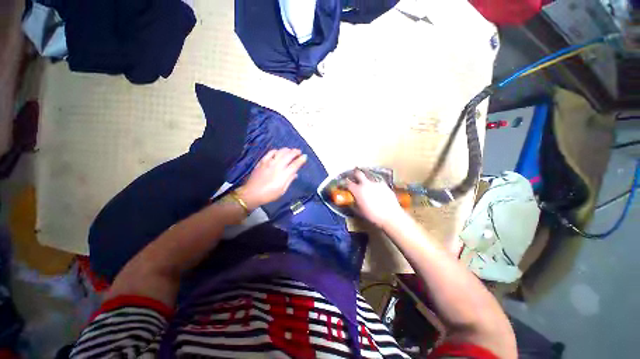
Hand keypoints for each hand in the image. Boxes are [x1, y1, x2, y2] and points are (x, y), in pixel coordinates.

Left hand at [236, 148, 306, 209]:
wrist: (252, 193)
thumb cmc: (269, 194)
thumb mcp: (282, 190)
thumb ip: (289, 180)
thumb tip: (295, 174)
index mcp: (284, 175)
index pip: (295, 164)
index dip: (301, 160)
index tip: (305, 157)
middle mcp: (278, 166)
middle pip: (289, 155)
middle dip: (295, 152)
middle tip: (299, 151)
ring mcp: (269, 162)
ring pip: (280, 152)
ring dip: (287, 150)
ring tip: (290, 150)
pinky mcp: (262, 161)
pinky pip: (271, 152)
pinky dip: (276, 151)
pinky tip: (278, 152)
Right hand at [346, 169, 405, 227]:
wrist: (390, 216)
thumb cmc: (372, 215)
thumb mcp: (359, 211)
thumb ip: (353, 204)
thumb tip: (351, 202)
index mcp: (357, 190)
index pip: (347, 183)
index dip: (343, 183)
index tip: (343, 184)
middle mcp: (365, 184)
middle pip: (358, 173)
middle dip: (355, 173)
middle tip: (354, 176)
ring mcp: (376, 183)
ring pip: (368, 176)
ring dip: (365, 178)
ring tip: (366, 183)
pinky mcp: (384, 184)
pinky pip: (377, 181)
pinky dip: (375, 183)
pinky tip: (376, 188)